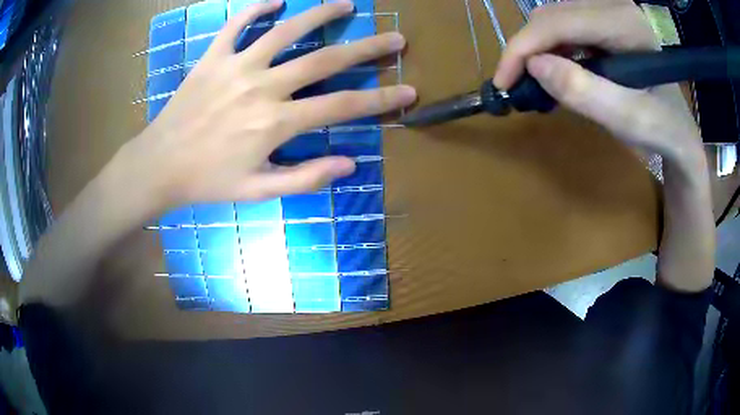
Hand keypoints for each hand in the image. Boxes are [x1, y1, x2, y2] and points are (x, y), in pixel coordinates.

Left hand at [120, 0, 414, 211]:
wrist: (160, 166)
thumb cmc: (208, 181)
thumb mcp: (258, 191)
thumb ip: (305, 177)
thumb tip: (349, 164)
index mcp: (275, 123)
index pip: (342, 106)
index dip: (381, 99)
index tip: (409, 91)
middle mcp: (262, 87)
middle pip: (324, 60)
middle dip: (366, 48)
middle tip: (395, 38)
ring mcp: (236, 66)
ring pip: (285, 31)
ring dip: (320, 15)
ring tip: (347, 5)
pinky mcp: (212, 58)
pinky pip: (236, 25)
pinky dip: (255, 9)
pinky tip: (276, 1)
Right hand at [493, 0, 703, 172]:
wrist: (682, 132)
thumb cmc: (664, 130)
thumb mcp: (631, 120)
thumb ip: (586, 93)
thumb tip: (535, 67)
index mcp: (626, 24)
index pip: (560, 22)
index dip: (524, 46)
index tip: (504, 81)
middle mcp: (614, 7)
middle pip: (553, 14)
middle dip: (527, 47)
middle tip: (515, 83)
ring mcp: (610, 11)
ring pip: (555, 17)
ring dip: (537, 47)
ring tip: (534, 80)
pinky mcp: (606, 21)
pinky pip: (567, 25)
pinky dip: (553, 47)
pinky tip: (556, 69)